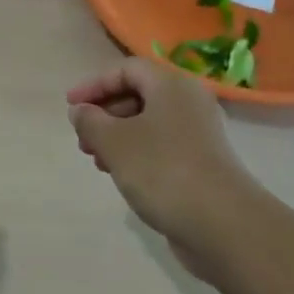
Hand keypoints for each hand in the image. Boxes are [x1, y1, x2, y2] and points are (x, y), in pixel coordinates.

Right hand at [66, 58, 262, 283]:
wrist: (223, 224)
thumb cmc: (162, 170)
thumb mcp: (114, 142)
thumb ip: (91, 121)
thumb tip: (81, 111)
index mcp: (171, 86)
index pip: (127, 69)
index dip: (95, 84)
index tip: (70, 106)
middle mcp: (189, 103)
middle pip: (139, 95)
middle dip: (105, 113)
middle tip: (83, 138)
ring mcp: (198, 134)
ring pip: (149, 123)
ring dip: (117, 136)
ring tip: (98, 160)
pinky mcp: (202, 163)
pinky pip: (161, 146)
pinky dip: (137, 153)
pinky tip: (122, 176)